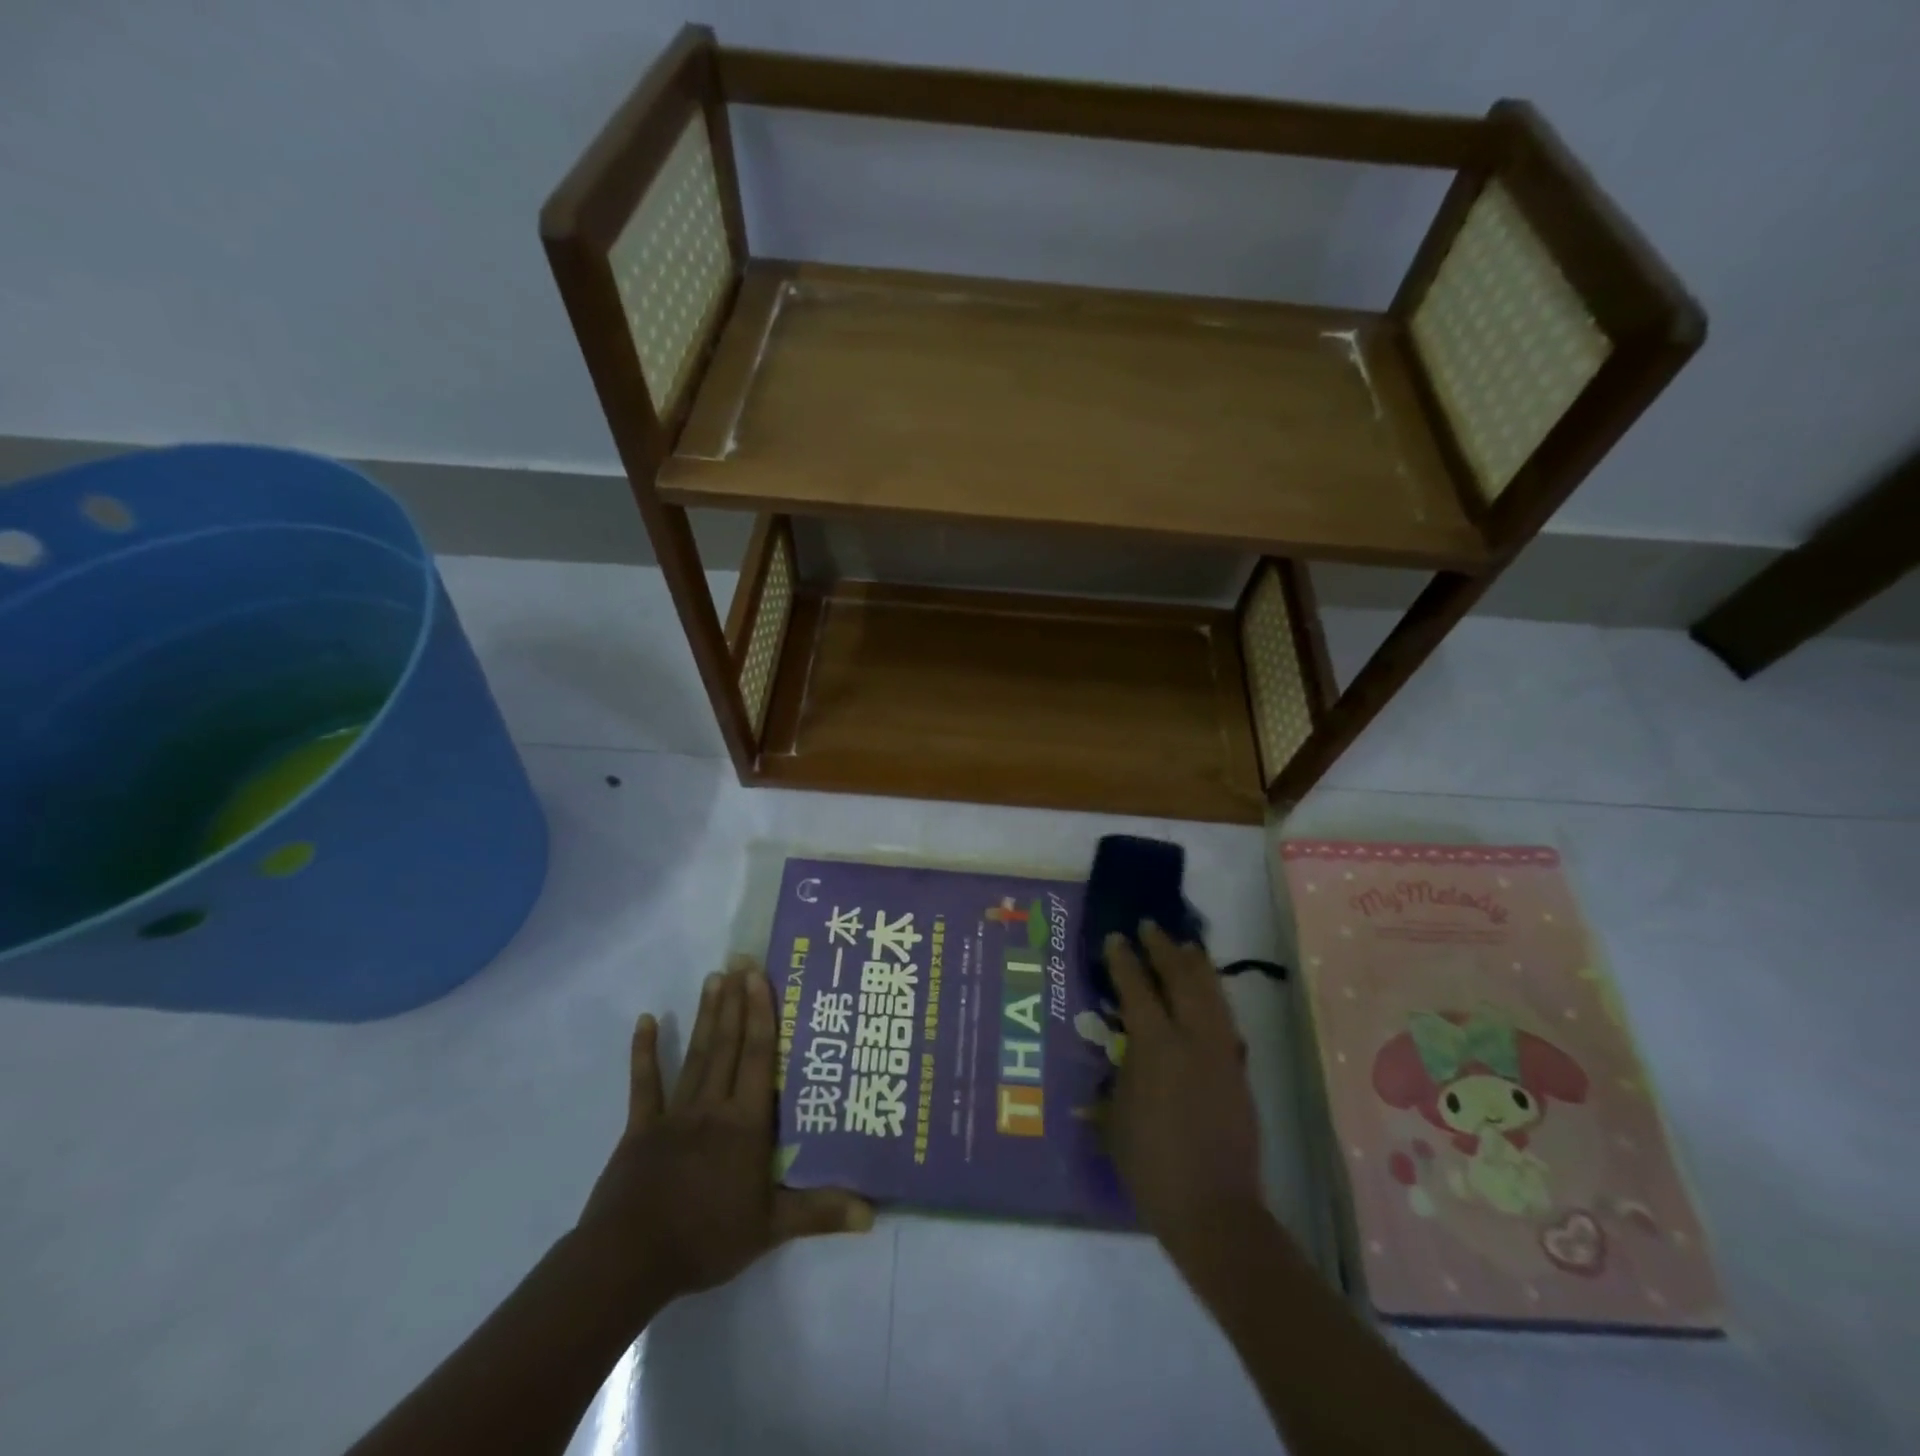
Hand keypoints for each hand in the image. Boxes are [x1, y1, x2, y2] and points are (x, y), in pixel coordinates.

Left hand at [575, 958, 871, 1313]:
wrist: (630, 1260)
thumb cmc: (706, 1238)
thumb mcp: (770, 1228)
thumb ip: (819, 1213)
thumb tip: (872, 1214)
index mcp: (745, 1122)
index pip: (758, 1057)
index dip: (761, 1014)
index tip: (759, 976)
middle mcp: (713, 1106)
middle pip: (728, 1044)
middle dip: (736, 1001)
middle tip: (739, 960)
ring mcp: (674, 1113)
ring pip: (696, 1054)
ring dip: (706, 1015)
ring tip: (713, 978)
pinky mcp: (641, 1128)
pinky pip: (645, 1084)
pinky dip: (645, 1052)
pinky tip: (646, 1021)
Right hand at [1104, 924, 1264, 1271]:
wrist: (1213, 1210)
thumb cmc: (1151, 1166)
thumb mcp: (1115, 1119)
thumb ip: (1116, 1080)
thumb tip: (1118, 1059)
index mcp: (1155, 1046)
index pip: (1137, 988)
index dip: (1124, 960)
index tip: (1116, 938)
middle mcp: (1192, 1038)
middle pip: (1181, 978)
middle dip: (1165, 949)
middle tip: (1151, 928)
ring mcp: (1221, 1053)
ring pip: (1211, 993)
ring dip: (1196, 966)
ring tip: (1187, 947)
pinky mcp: (1239, 1072)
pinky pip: (1226, 1019)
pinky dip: (1215, 997)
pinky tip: (1209, 995)